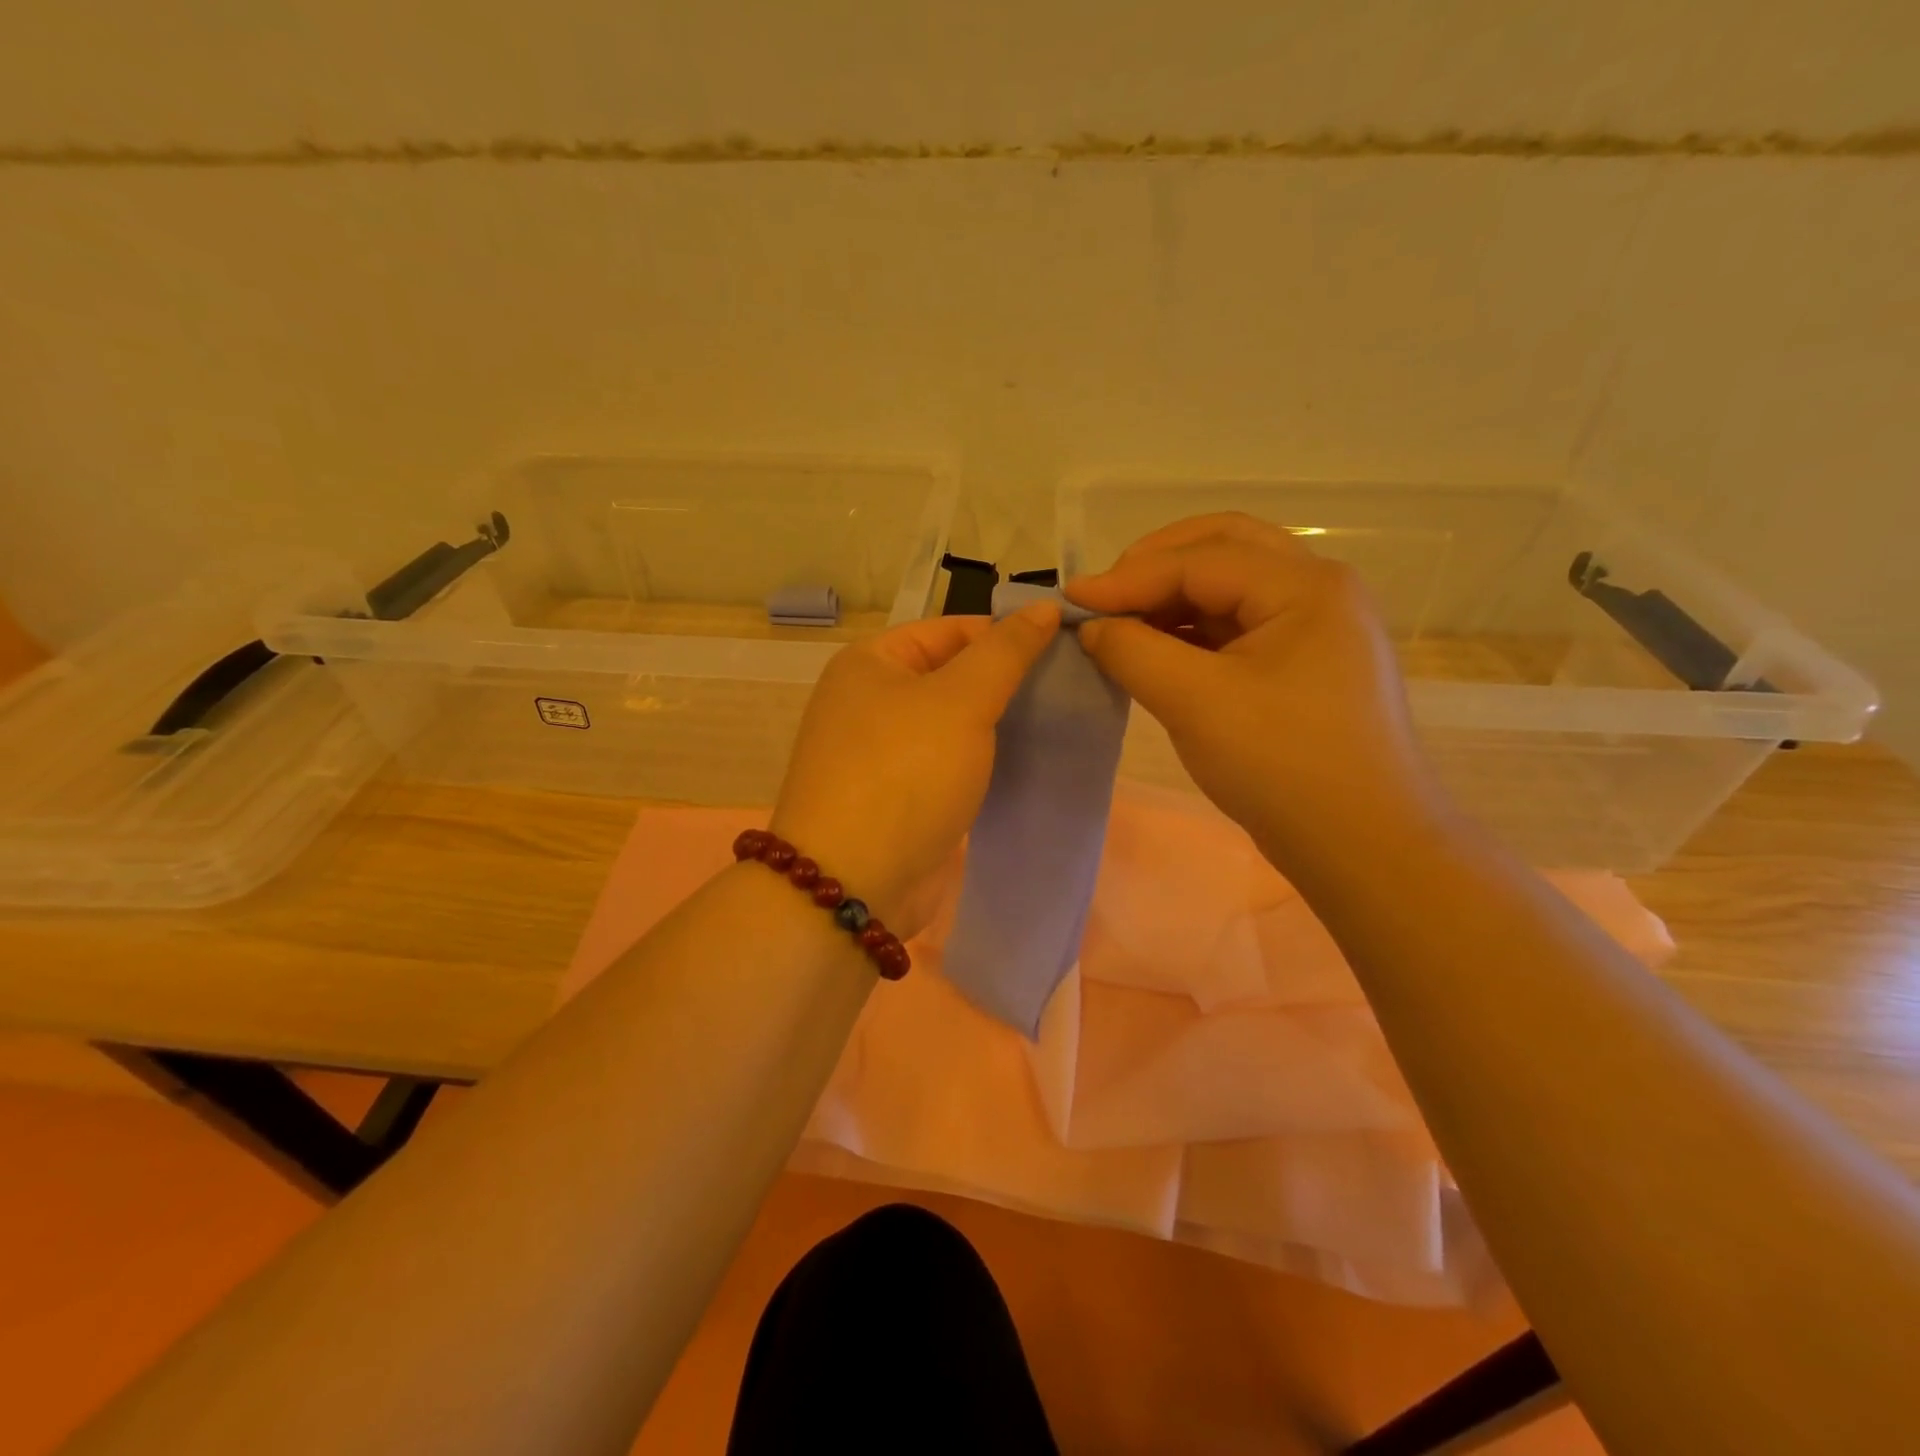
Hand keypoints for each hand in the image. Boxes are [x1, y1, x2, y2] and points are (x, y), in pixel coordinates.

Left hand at [769, 603, 1060, 934]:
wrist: (851, 885)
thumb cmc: (903, 775)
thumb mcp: (960, 701)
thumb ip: (1004, 653)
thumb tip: (1042, 606)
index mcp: (869, 664)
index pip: (950, 629)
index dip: (1006, 634)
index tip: (1064, 649)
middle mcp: (868, 703)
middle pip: (950, 676)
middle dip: (1006, 682)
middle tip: (1070, 689)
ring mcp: (880, 755)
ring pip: (952, 725)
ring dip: (998, 725)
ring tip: (1059, 724)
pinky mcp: (898, 799)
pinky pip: (948, 765)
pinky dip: (983, 762)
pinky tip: (1027, 764)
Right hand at [1067, 513, 1447, 883]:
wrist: (1362, 845)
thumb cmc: (1282, 765)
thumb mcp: (1195, 702)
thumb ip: (1133, 651)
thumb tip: (1091, 626)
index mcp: (1304, 585)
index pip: (1199, 559)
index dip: (1127, 577)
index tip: (1071, 600)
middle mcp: (1316, 590)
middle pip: (1223, 548)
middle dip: (1155, 565)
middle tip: (1105, 596)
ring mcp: (1314, 627)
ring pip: (1229, 586)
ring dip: (1171, 596)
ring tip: (1120, 624)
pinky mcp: (1302, 664)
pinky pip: (1236, 626)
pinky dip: (1190, 630)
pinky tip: (1153, 650)